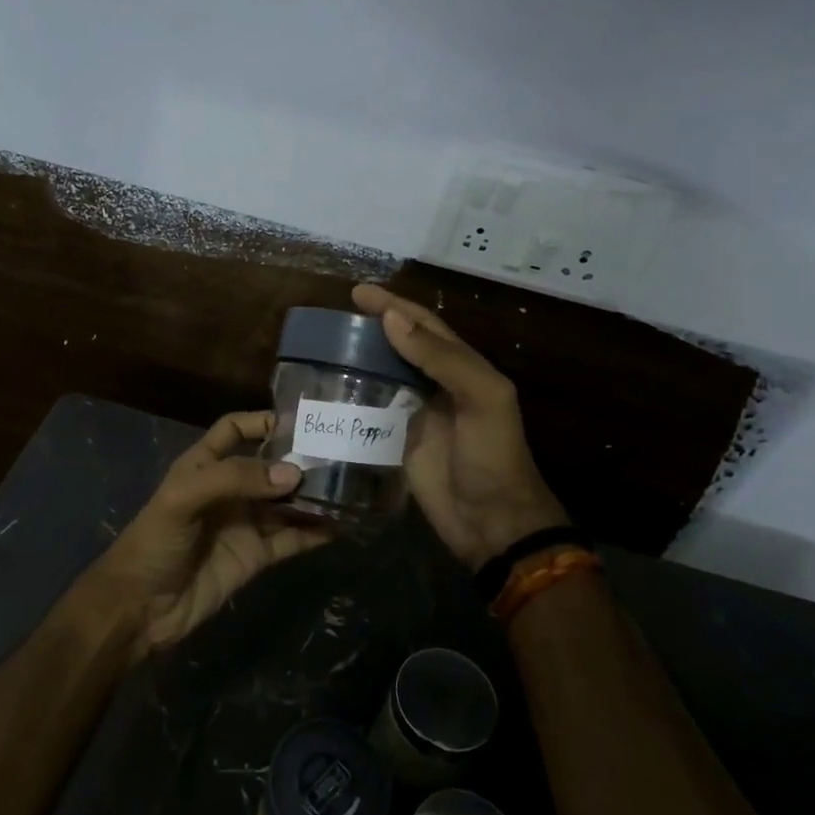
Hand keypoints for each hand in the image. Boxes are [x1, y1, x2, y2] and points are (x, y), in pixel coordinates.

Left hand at [84, 410, 332, 660]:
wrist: (140, 608)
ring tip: (351, 486)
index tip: (300, 420)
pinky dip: (315, 531)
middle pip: (270, 465)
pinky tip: (342, 524)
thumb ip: (235, 479)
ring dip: (313, 494)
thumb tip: (293, 474)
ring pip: (286, 501)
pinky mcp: (257, 556)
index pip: (234, 429)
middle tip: (341, 452)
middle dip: (300, 458)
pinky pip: (292, 538)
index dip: (261, 421)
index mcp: (204, 464)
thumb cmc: (155, 541)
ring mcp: (245, 523)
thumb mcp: (184, 497)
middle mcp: (229, 489)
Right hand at [352, 284, 569, 569]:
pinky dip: (352, 398)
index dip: (393, 305)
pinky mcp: (396, 443)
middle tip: (331, 319)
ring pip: (382, 376)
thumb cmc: (492, 456)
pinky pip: (370, 413)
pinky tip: (326, 391)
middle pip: (398, 346)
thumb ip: (442, 358)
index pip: (423, 325)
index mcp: (462, 368)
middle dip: (370, 328)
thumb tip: (391, 319)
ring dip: (357, 360)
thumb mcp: (482, 398)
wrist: (492, 522)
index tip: (357, 292)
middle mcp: (436, 385)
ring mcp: (414, 414)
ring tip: (322, 348)